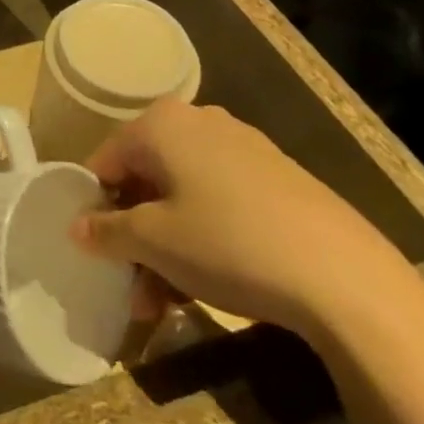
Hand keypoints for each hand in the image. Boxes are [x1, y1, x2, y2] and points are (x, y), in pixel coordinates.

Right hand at [72, 99, 418, 339]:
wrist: (346, 277)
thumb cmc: (228, 244)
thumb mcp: (155, 243)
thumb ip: (107, 231)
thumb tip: (77, 227)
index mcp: (161, 124)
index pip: (106, 161)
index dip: (96, 207)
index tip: (100, 254)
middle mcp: (198, 121)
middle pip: (146, 178)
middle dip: (135, 235)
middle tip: (133, 287)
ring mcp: (242, 146)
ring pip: (183, 194)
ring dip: (167, 245)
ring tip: (167, 302)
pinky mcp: (277, 176)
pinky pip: (219, 199)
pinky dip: (203, 236)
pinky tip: (208, 284)